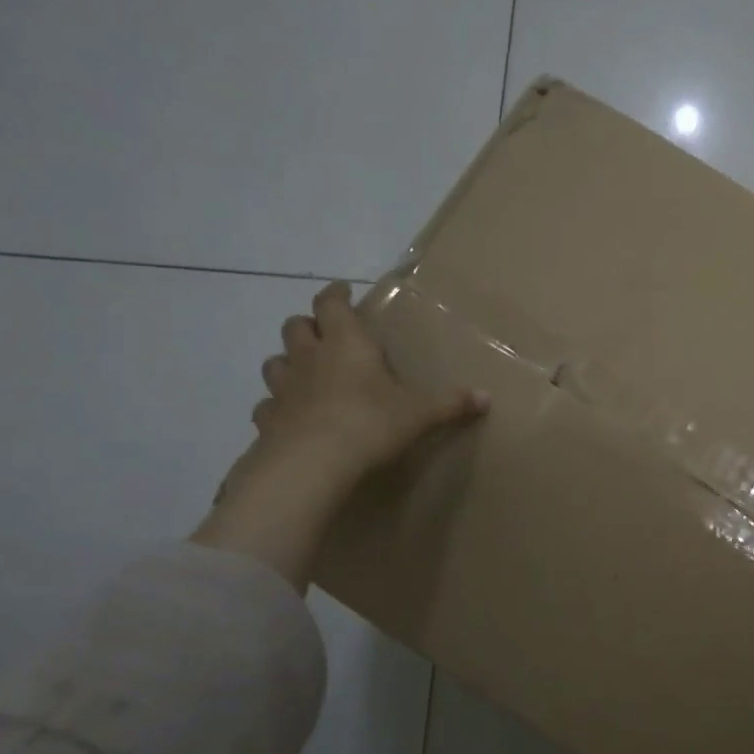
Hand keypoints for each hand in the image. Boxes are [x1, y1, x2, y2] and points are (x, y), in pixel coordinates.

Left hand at [251, 280, 486, 480]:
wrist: (313, 463)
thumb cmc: (371, 423)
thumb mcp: (419, 414)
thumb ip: (450, 403)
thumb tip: (487, 398)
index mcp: (347, 344)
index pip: (332, 304)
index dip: (335, 295)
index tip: (341, 290)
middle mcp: (310, 357)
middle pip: (295, 326)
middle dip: (308, 324)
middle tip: (324, 333)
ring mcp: (284, 387)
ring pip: (275, 362)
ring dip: (288, 361)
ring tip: (304, 371)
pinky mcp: (268, 419)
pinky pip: (267, 405)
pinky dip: (276, 406)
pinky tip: (289, 416)